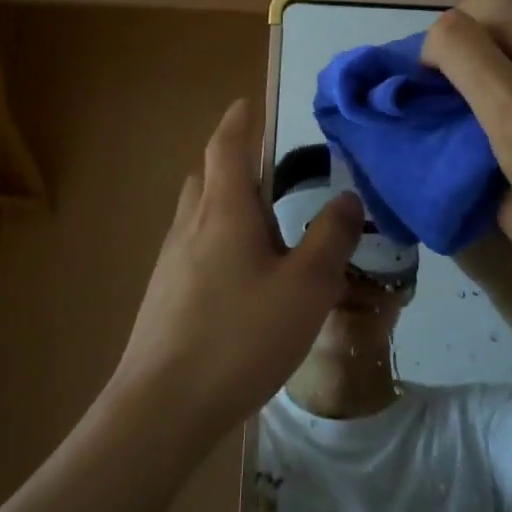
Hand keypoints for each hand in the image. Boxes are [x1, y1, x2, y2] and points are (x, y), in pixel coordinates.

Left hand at [110, 98, 362, 437]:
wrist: (162, 407)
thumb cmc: (240, 336)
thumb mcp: (306, 287)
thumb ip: (331, 238)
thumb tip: (349, 198)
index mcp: (224, 211)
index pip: (226, 147)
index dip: (238, 122)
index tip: (246, 103)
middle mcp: (190, 225)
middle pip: (206, 177)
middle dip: (233, 164)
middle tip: (268, 173)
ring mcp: (170, 261)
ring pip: (198, 214)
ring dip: (226, 206)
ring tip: (263, 229)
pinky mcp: (164, 295)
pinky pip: (194, 248)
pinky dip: (218, 241)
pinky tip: (241, 281)